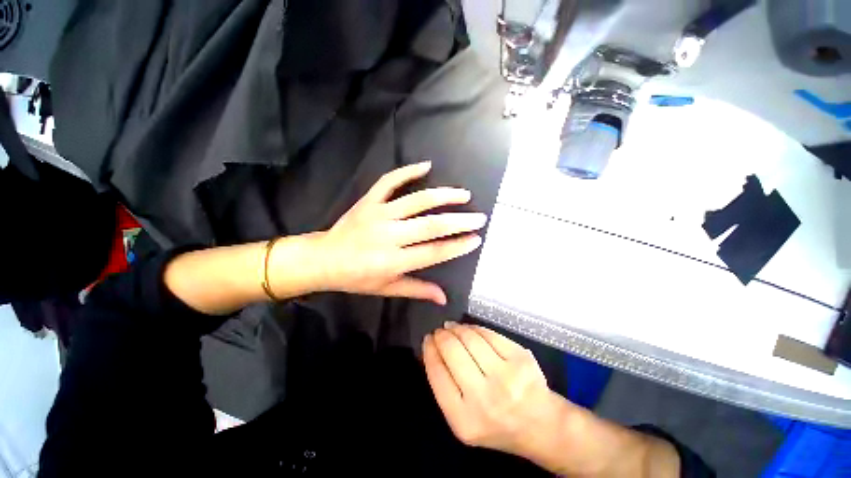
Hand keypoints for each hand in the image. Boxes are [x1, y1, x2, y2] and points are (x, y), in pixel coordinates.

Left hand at [312, 161, 486, 304]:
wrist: (323, 259)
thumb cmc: (356, 278)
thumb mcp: (386, 289)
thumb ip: (417, 290)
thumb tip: (444, 298)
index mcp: (393, 261)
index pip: (433, 253)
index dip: (457, 246)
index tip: (476, 239)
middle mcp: (389, 236)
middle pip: (430, 226)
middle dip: (459, 221)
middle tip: (479, 217)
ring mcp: (378, 214)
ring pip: (416, 201)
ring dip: (443, 196)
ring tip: (463, 194)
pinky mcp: (369, 201)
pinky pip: (389, 181)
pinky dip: (407, 171)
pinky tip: (426, 165)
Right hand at [422, 322, 567, 457]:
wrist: (541, 426)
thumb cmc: (497, 425)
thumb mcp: (463, 419)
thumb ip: (445, 387)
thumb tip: (432, 350)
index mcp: (463, 419)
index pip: (437, 372)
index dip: (429, 350)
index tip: (427, 339)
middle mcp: (484, 398)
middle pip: (453, 351)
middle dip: (442, 335)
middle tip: (439, 331)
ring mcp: (506, 376)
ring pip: (471, 338)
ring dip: (457, 328)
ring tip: (452, 327)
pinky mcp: (521, 358)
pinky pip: (489, 334)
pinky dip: (475, 328)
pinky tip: (470, 330)